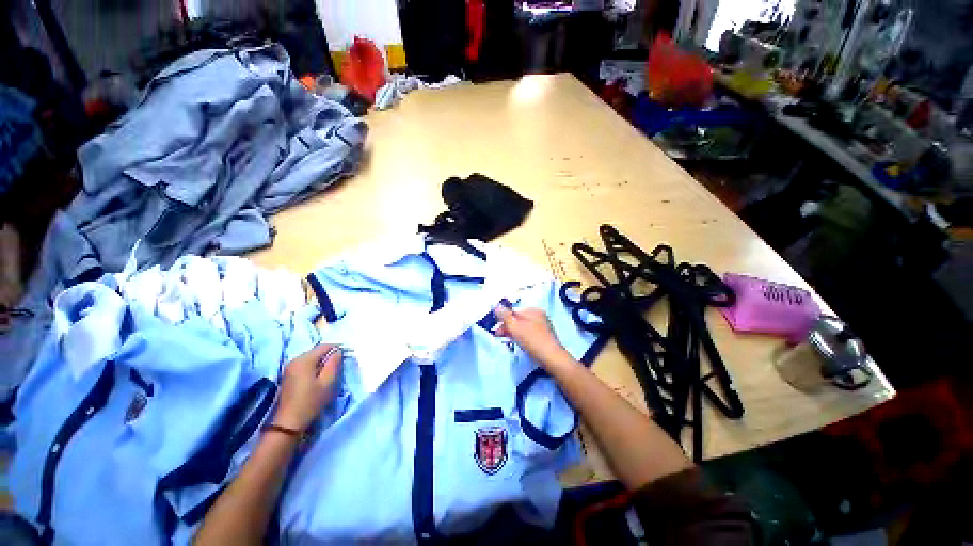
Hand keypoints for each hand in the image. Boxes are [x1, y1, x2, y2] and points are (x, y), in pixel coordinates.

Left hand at [273, 344, 342, 432]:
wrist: (288, 422)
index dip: (337, 349)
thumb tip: (338, 352)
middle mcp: (295, 360)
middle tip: (338, 367)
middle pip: (317, 351)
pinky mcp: (288, 375)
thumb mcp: (328, 382)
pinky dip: (314, 368)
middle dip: (328, 356)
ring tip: (329, 374)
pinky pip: (305, 365)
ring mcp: (290, 367)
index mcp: (304, 360)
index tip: (345, 357)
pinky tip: (318, 378)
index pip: (324, 346)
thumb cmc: (311, 401)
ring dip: (321, 363)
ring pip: (311, 358)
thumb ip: (334, 364)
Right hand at [494, 306, 571, 368]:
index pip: (513, 311)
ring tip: (507, 340)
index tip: (496, 329)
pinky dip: (521, 336)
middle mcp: (539, 315)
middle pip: (518, 318)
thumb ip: (504, 316)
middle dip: (507, 326)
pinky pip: (528, 333)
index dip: (503, 319)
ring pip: (522, 326)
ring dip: (513, 332)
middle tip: (499, 336)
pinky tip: (519, 343)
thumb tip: (495, 305)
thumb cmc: (532, 341)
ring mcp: (542, 326)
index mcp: (533, 310)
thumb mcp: (515, 327)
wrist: (552, 359)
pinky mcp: (544, 336)